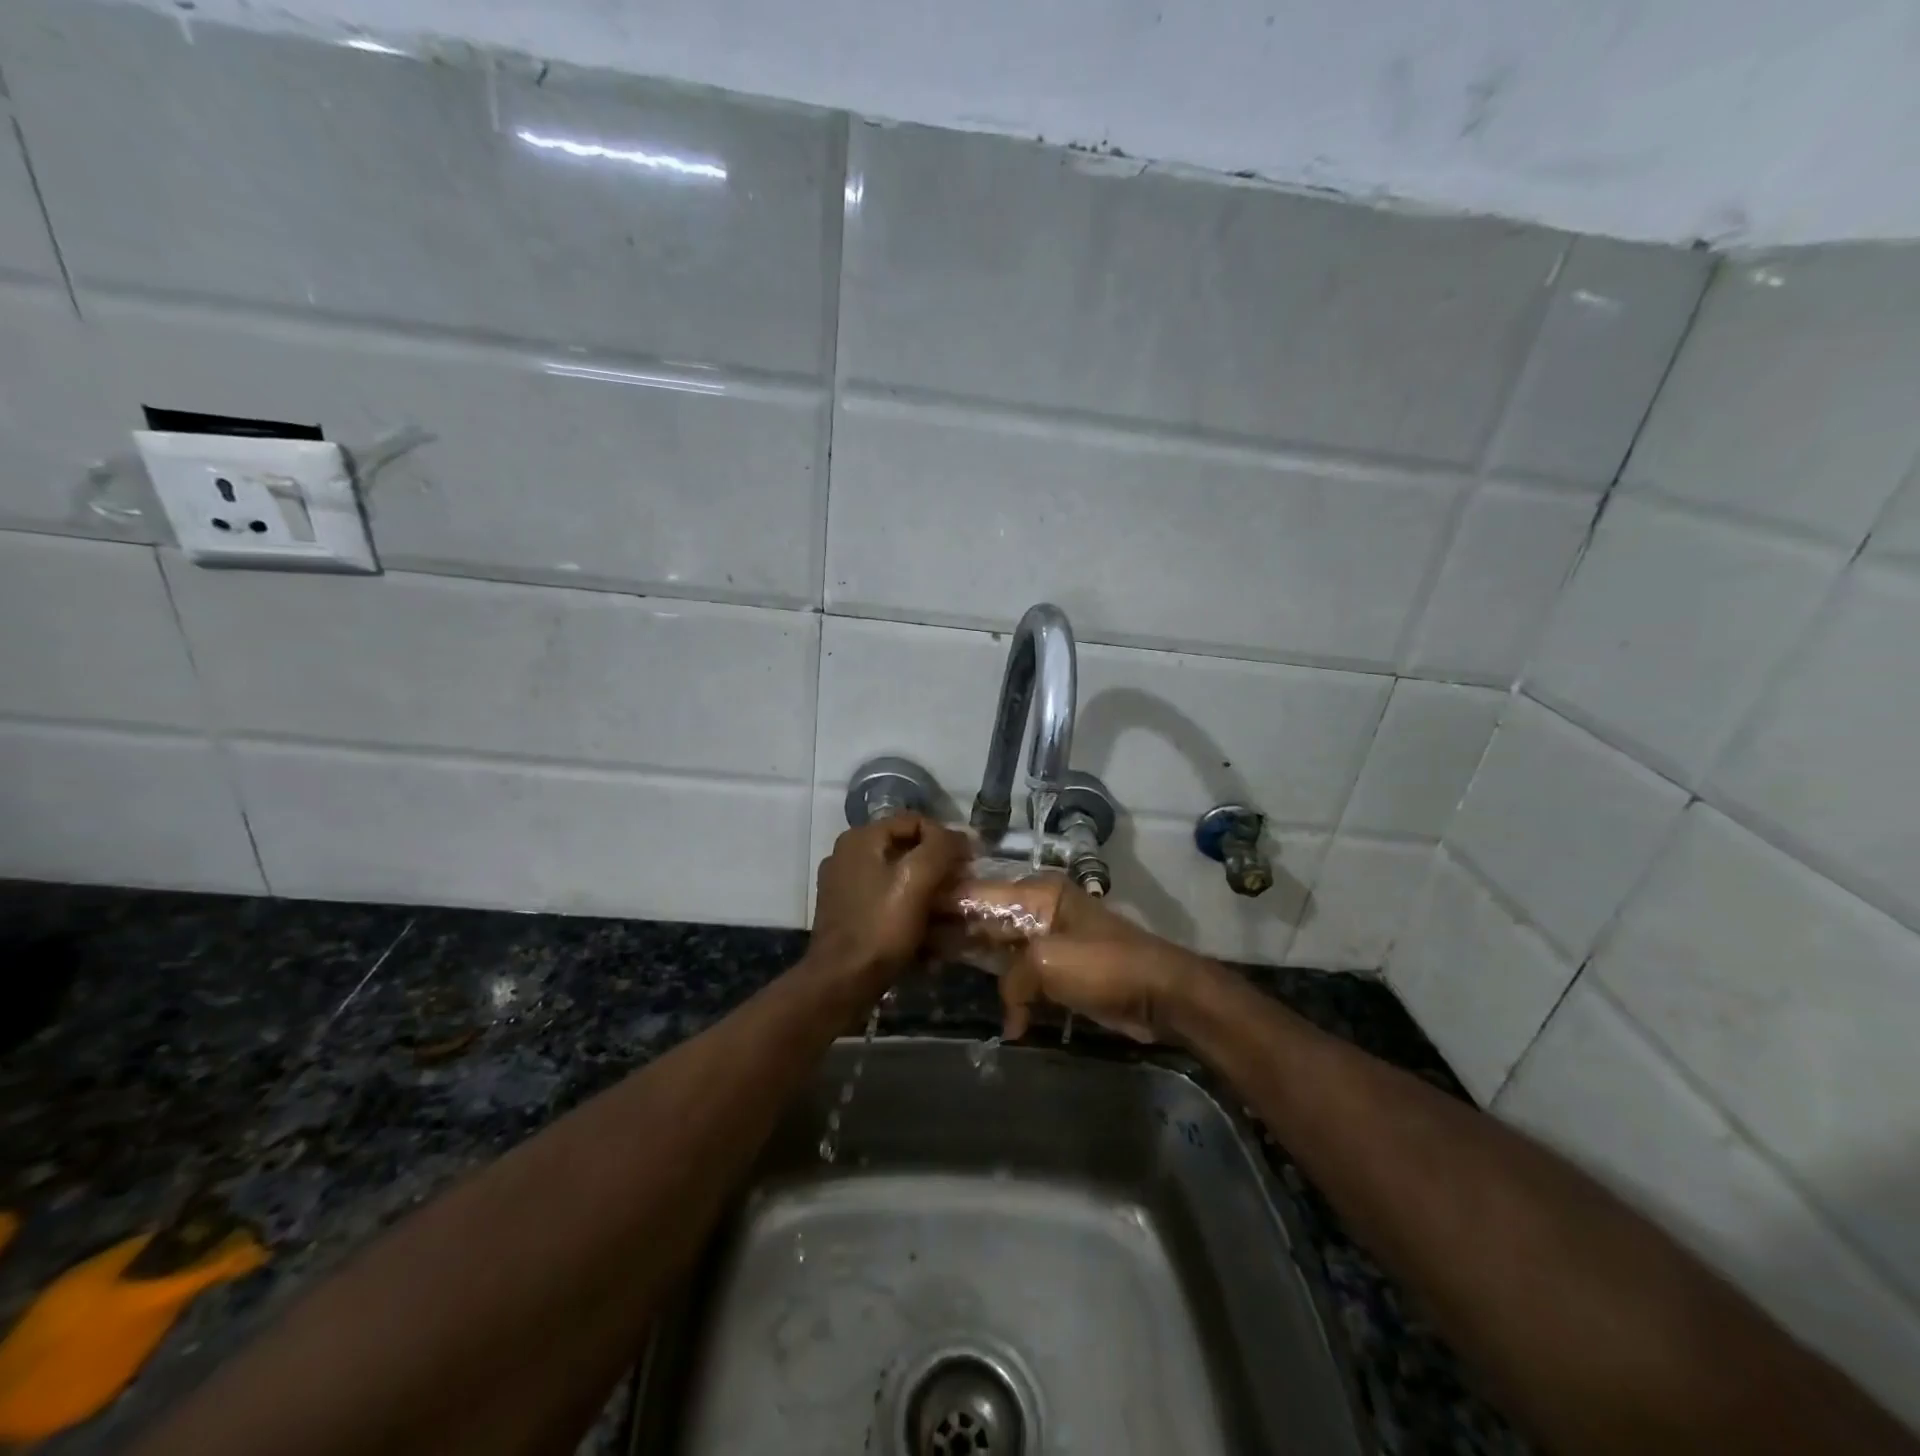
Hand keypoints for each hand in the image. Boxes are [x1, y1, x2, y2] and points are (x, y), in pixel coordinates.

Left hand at [806, 815, 971, 989]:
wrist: (841, 982)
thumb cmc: (881, 927)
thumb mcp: (917, 880)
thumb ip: (940, 847)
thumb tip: (957, 835)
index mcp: (861, 838)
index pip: (915, 821)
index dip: (946, 839)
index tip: (968, 865)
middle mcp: (847, 854)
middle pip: (905, 849)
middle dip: (937, 867)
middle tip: (961, 888)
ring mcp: (843, 885)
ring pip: (897, 876)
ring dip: (925, 890)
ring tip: (948, 912)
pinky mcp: (846, 912)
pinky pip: (885, 899)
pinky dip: (907, 908)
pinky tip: (925, 930)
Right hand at [940, 877, 1210, 1042]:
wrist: (1162, 995)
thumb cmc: (1106, 967)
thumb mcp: (1049, 965)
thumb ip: (1011, 977)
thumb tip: (1007, 1008)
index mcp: (1037, 895)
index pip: (978, 893)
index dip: (943, 903)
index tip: (908, 912)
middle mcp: (1040, 909)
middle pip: (985, 917)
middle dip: (954, 932)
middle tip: (915, 947)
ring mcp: (1051, 938)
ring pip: (1001, 946)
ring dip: (977, 961)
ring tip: (937, 970)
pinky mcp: (1061, 968)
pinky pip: (1022, 973)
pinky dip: (1010, 991)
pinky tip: (1001, 1015)